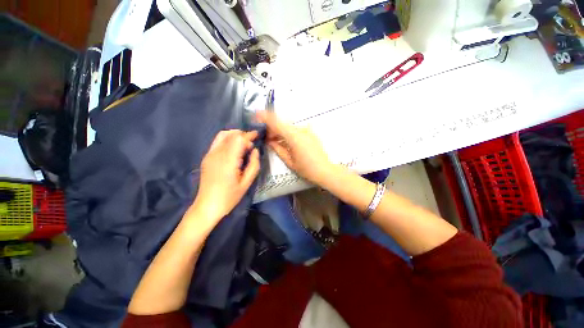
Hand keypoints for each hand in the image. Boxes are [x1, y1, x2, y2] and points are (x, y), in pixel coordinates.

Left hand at [193, 130, 259, 222]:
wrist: (207, 206)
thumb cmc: (229, 197)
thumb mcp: (247, 183)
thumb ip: (254, 164)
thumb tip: (255, 150)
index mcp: (228, 160)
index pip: (238, 139)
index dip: (249, 135)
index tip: (257, 136)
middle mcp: (217, 154)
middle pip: (231, 134)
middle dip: (243, 135)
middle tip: (251, 144)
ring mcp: (210, 154)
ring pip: (223, 135)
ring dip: (235, 136)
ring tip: (243, 144)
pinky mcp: (206, 157)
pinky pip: (217, 142)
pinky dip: (227, 140)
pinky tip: (233, 149)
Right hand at [256, 111, 330, 183]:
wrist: (325, 170)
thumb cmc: (306, 169)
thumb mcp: (289, 161)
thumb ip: (277, 149)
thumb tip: (269, 141)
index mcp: (294, 137)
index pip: (276, 122)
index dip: (265, 117)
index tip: (256, 115)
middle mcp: (300, 130)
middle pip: (282, 124)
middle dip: (272, 129)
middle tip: (267, 139)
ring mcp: (307, 131)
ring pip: (289, 127)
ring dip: (280, 132)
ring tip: (275, 142)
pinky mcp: (310, 133)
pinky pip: (295, 130)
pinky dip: (288, 134)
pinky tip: (286, 142)